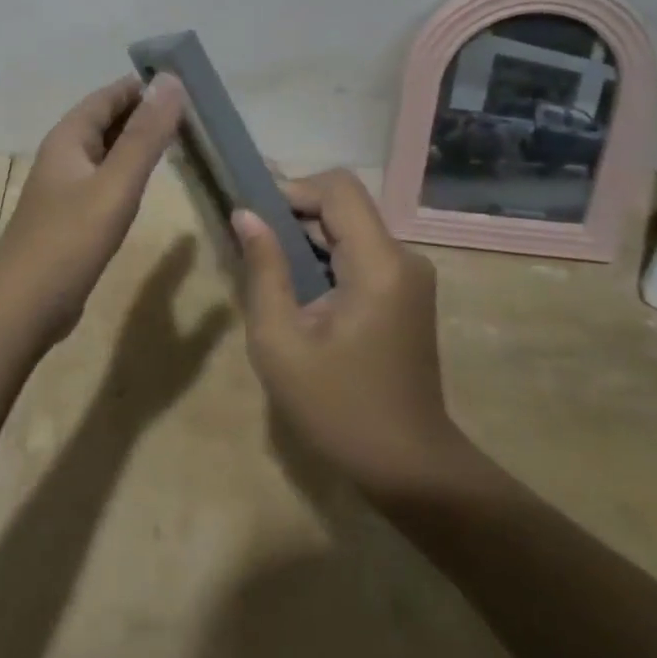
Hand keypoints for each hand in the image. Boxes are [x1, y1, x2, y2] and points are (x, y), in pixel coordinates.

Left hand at [0, 74, 185, 343]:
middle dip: (145, 111)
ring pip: (107, 150)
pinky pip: (104, 178)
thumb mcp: (115, 184)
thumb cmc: (69, 240)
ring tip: (180, 139)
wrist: (22, 307)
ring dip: (138, 141)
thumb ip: (145, 135)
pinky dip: (128, 170)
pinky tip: (148, 181)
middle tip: (193, 112)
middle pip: (107, 119)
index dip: (144, 86)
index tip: (186, 83)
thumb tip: (170, 80)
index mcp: (69, 137)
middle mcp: (64, 154)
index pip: (110, 95)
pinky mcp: (71, 215)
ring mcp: (65, 186)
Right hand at [235, 169, 467, 498]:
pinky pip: (361, 252)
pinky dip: (327, 258)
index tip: (257, 220)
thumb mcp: (281, 344)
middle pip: (345, 205)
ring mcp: (411, 274)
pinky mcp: (407, 292)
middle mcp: (403, 257)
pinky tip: (302, 293)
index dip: (293, 190)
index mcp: (379, 264)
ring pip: (351, 228)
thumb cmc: (340, 411)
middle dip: (295, 216)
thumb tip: (245, 215)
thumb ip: (263, 271)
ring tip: (272, 274)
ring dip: (309, 239)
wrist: (411, 469)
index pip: (338, 187)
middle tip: (254, 249)